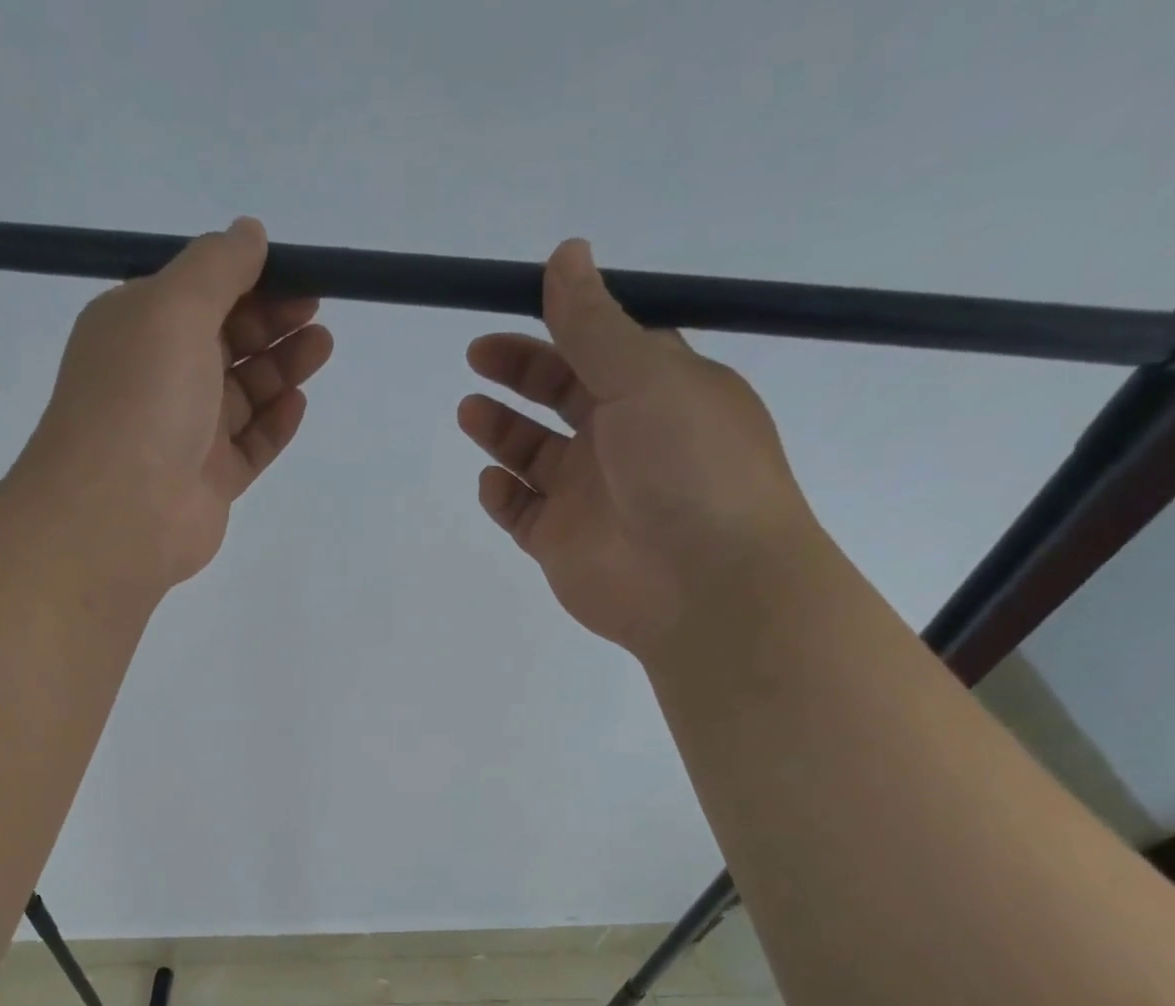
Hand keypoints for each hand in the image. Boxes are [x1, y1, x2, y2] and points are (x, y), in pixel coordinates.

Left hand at [21, 216, 333, 599]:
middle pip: (225, 342)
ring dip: (281, 368)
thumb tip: (250, 232)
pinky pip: (250, 446)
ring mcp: (186, 434)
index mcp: (138, 328)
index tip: (295, 273)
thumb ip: (218, 267)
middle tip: (316, 312)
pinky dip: (274, 424)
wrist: (121, 513)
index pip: (199, 294)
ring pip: (243, 395)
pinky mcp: (210, 481)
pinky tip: (298, 403)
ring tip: (321, 347)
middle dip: (271, 323)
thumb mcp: (175, 308)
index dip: (248, 280)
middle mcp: (160, 378)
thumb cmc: (143, 398)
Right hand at [458, 239, 813, 657]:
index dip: (559, 324)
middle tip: (477, 357)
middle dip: (520, 372)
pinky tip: (494, 480)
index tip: (513, 306)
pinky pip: (521, 511)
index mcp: (657, 391)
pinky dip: (502, 493)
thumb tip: (566, 252)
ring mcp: (589, 495)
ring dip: (501, 430)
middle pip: (560, 396)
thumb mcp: (646, 377)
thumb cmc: (689, 467)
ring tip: (470, 411)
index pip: (600, 347)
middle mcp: (622, 440)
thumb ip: (595, 324)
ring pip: (534, 455)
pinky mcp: (560, 544)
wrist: (704, 584)